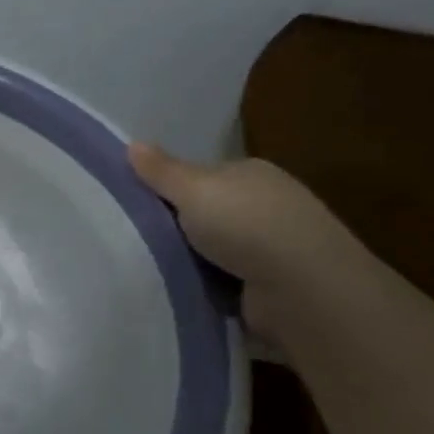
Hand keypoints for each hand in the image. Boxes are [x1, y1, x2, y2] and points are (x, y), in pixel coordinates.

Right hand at [127, 143, 367, 338]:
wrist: (301, 289)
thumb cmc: (246, 226)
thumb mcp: (194, 190)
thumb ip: (162, 172)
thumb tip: (132, 144)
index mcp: (251, 174)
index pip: (199, 176)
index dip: (167, 188)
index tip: (133, 205)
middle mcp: (263, 205)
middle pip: (203, 213)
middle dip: (174, 226)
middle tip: (132, 238)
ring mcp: (268, 247)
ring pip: (209, 249)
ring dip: (186, 260)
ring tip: (145, 268)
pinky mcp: (266, 284)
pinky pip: (220, 280)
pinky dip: (202, 285)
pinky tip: (177, 289)